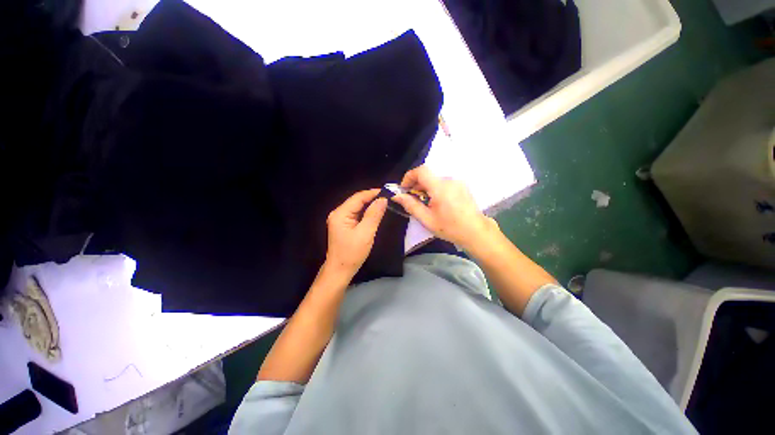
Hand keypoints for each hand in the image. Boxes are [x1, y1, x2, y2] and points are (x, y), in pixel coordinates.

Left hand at [325, 189, 387, 276]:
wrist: (339, 271)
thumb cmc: (352, 253)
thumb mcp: (366, 233)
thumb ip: (374, 215)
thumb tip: (383, 199)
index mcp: (341, 213)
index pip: (358, 197)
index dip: (373, 193)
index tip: (388, 192)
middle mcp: (338, 213)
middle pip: (356, 201)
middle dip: (372, 198)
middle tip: (388, 198)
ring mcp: (340, 220)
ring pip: (357, 207)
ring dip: (370, 205)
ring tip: (384, 203)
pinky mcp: (343, 226)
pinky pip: (356, 214)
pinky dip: (366, 213)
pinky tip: (375, 213)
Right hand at [392, 166, 497, 250]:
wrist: (475, 231)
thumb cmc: (450, 227)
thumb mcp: (427, 219)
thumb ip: (411, 205)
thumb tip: (397, 196)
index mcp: (440, 187)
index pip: (421, 170)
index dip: (409, 176)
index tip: (404, 189)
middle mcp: (449, 180)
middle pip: (428, 175)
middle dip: (416, 185)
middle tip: (413, 200)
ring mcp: (458, 182)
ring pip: (435, 179)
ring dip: (426, 188)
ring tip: (426, 204)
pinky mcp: (462, 185)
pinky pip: (444, 183)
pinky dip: (436, 189)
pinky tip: (437, 203)